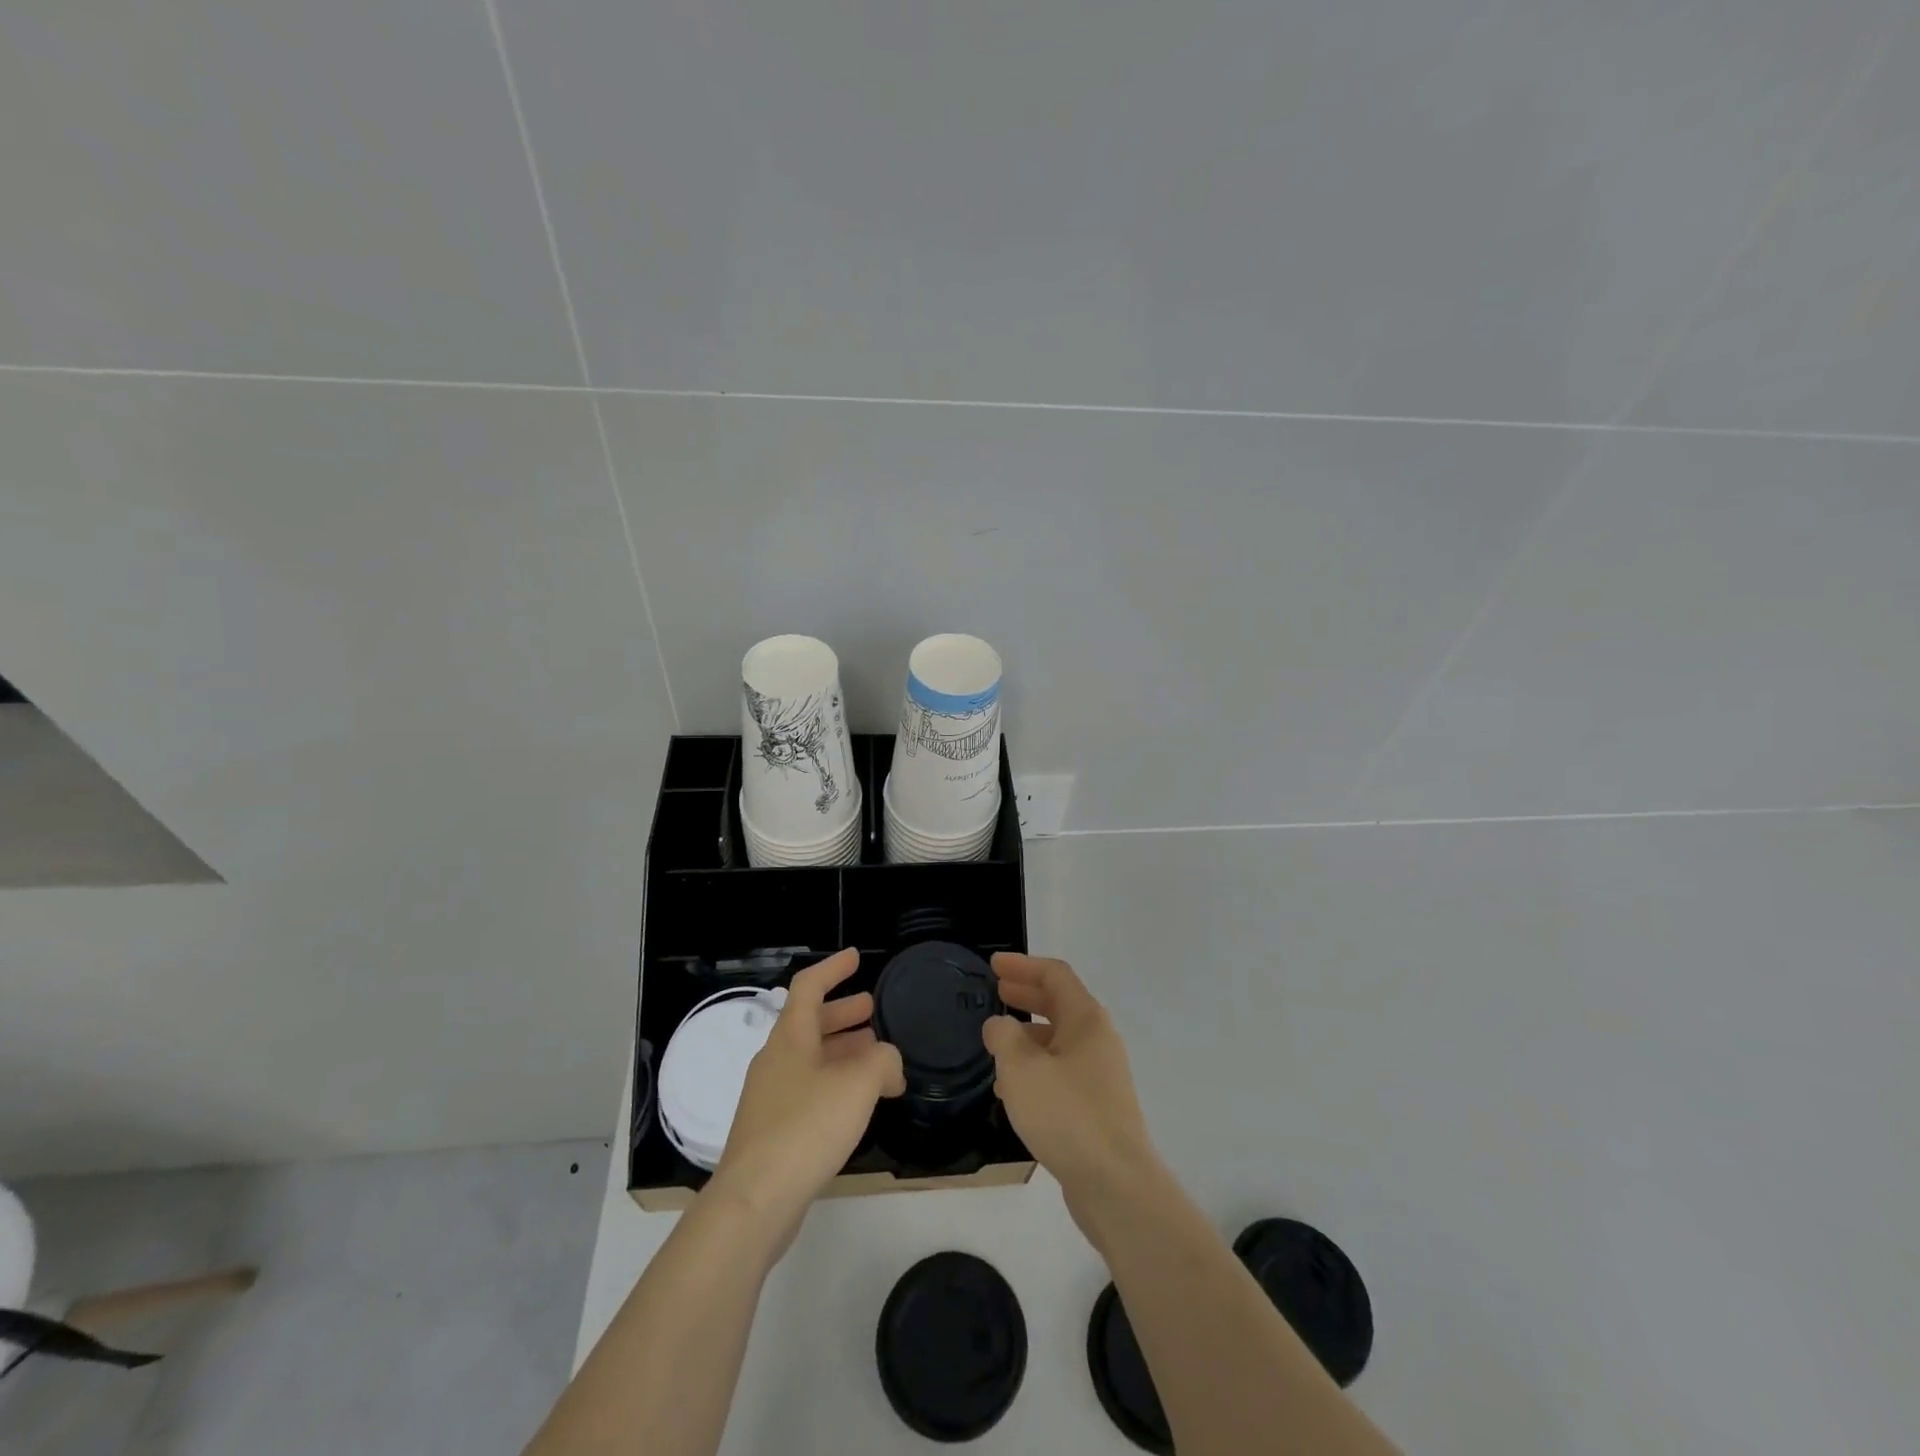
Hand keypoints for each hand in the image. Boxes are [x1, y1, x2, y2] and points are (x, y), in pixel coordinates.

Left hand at [709, 949, 904, 1243]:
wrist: (754, 1202)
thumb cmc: (806, 1128)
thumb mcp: (858, 1084)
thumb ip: (883, 1061)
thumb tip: (889, 1064)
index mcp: (790, 1037)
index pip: (809, 986)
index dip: (833, 968)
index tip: (856, 958)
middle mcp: (776, 1059)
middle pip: (810, 1023)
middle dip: (843, 1013)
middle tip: (872, 1009)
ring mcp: (771, 1096)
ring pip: (811, 1058)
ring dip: (843, 1050)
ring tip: (876, 1057)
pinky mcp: (773, 1131)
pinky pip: (808, 1090)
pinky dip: (835, 1084)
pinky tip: (857, 1104)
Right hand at [983, 954, 1160, 1228]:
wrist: (1115, 1185)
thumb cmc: (1067, 1114)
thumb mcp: (1022, 1069)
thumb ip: (1004, 1037)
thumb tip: (999, 1025)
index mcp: (1086, 1019)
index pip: (1054, 975)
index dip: (1022, 965)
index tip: (993, 964)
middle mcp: (1098, 1040)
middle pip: (1059, 1004)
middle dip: (1026, 995)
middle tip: (995, 991)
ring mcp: (1100, 1075)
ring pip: (1059, 1041)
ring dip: (1028, 1035)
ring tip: (996, 1043)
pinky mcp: (1097, 1108)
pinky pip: (1061, 1073)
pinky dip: (1036, 1068)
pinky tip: (1012, 1090)